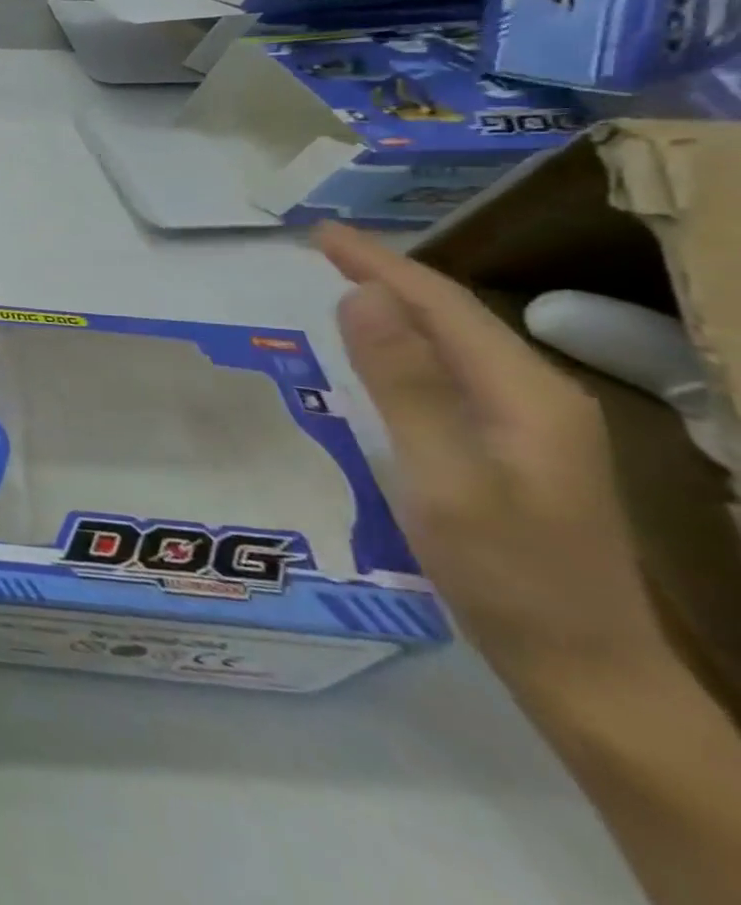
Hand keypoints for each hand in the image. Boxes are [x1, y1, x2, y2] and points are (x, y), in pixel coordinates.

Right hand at [314, 223, 670, 704]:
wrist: (585, 671)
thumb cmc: (506, 575)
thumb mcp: (445, 478)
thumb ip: (406, 384)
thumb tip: (362, 296)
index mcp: (525, 393)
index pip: (441, 304)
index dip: (378, 262)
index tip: (319, 233)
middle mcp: (537, 395)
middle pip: (454, 315)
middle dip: (387, 273)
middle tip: (323, 249)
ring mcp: (534, 424)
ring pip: (457, 341)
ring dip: (399, 305)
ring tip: (344, 284)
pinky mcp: (518, 448)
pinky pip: (456, 372)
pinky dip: (411, 344)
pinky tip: (385, 352)